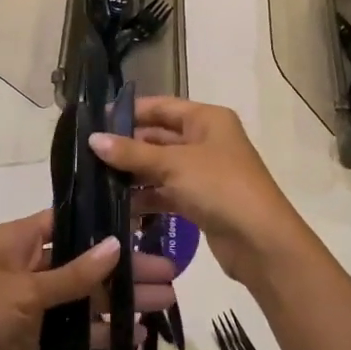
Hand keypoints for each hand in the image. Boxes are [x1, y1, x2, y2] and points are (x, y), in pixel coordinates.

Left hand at [0, 210, 176, 349]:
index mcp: (23, 239)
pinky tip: (135, 338)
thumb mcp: (22, 290)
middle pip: (87, 262)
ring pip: (86, 298)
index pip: (73, 221)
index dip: (108, 223)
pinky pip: (75, 331)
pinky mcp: (35, 339)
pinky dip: (102, 334)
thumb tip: (117, 246)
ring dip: (121, 301)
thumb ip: (73, 274)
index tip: (148, 225)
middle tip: (171, 273)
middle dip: (126, 268)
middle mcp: (32, 265)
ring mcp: (35, 304)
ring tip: (164, 303)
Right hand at [88, 98, 310, 283]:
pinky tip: (119, 206)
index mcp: (207, 119)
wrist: (262, 242)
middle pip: (159, 136)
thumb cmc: (220, 187)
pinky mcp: (201, 201)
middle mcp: (206, 140)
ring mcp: (204, 172)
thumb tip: (93, 139)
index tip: (95, 120)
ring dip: (133, 174)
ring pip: (161, 166)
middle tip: (88, 154)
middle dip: (127, 146)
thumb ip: (132, 153)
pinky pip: (167, 192)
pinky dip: (146, 197)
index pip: (161, 106)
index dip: (129, 111)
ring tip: (96, 181)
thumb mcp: (174, 165)